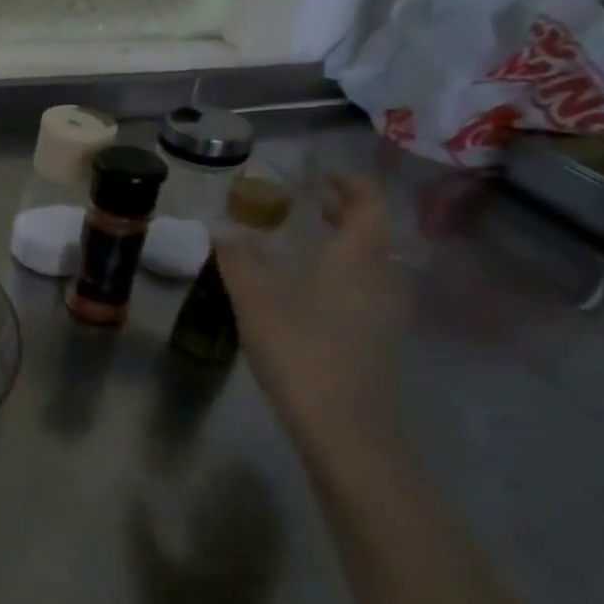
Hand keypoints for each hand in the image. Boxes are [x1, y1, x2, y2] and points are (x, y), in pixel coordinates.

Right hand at [216, 174, 404, 460]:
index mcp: (356, 257)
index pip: (367, 202)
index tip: (320, 175)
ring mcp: (383, 310)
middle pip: (372, 231)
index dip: (348, 183)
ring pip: (369, 261)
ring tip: (305, 242)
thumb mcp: (256, 301)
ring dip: (343, 243)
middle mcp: (379, 277)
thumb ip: (238, 260)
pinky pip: (363, 287)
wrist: (345, 427)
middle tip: (309, 202)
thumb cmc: (301, 352)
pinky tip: (309, 290)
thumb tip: (220, 226)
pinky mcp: (377, 337)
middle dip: (344, 211)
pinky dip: (341, 272)